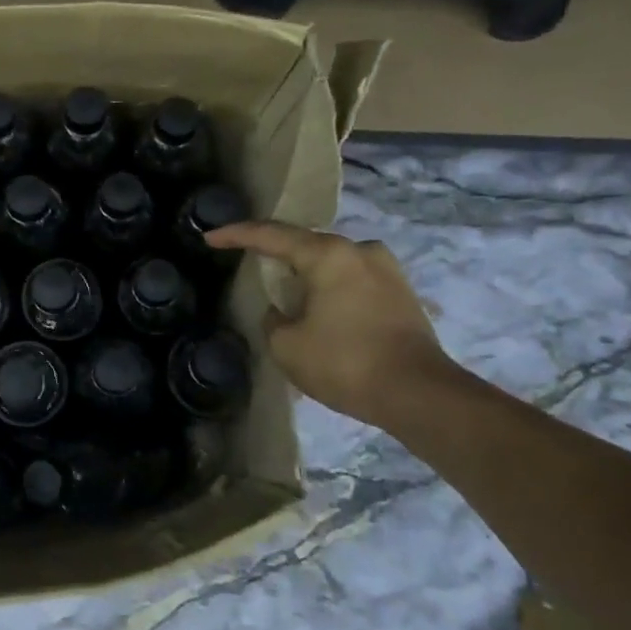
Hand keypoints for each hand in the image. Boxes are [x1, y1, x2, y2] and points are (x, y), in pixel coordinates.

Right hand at [204, 220, 460, 431]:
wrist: (419, 394)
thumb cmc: (345, 363)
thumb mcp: (286, 345)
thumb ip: (273, 319)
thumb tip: (283, 312)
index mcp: (328, 254)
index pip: (271, 235)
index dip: (236, 235)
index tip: (210, 237)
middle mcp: (360, 250)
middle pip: (305, 245)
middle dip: (276, 255)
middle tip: (249, 264)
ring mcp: (387, 270)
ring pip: (332, 263)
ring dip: (307, 275)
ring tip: (287, 294)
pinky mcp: (402, 293)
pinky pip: (353, 281)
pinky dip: (331, 290)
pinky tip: (321, 310)